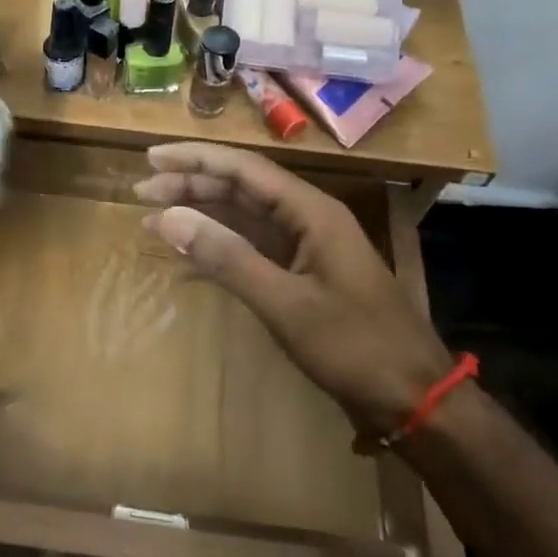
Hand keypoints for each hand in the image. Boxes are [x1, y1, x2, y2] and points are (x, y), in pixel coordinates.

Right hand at [135, 142, 452, 435]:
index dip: (195, 159)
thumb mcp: (286, 304)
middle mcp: (308, 219)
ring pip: (245, 217)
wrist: (415, 399)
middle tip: (143, 190)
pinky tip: (189, 257)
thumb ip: (227, 258)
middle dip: (192, 185)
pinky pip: (253, 249)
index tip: (152, 157)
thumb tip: (168, 217)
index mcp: (311, 212)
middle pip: (241, 188)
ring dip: (202, 215)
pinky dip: (219, 249)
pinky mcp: (303, 275)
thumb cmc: (356, 347)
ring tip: (155, 217)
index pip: (244, 169)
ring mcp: (307, 248)